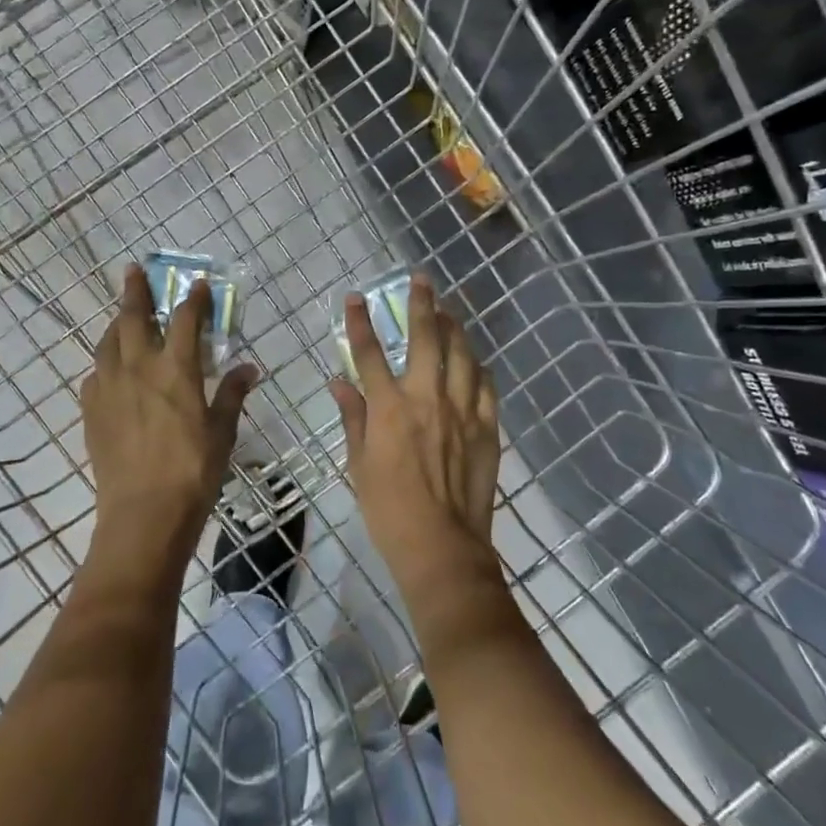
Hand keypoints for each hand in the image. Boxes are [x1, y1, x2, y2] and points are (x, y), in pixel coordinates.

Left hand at [81, 265, 257, 561]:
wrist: (143, 515)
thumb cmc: (193, 471)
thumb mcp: (222, 432)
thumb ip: (232, 394)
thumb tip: (249, 369)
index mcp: (175, 370)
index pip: (185, 320)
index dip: (193, 299)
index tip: (198, 284)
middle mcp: (138, 368)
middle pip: (133, 317)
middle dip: (135, 290)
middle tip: (133, 271)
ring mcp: (109, 388)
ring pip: (108, 342)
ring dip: (117, 323)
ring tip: (122, 317)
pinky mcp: (91, 411)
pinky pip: (96, 374)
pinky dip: (106, 363)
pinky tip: (112, 371)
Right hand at [330, 274, 501, 598]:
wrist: (441, 546)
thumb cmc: (389, 509)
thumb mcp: (358, 464)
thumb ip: (352, 418)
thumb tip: (339, 383)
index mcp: (389, 408)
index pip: (369, 352)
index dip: (359, 322)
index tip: (355, 297)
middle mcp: (426, 398)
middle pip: (425, 338)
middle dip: (421, 304)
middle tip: (421, 279)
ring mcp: (461, 410)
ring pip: (461, 354)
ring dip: (453, 327)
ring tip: (448, 310)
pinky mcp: (486, 427)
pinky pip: (485, 385)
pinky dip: (478, 368)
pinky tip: (474, 360)